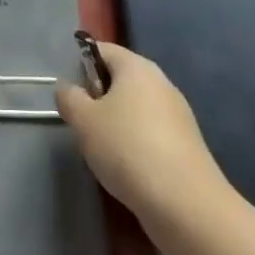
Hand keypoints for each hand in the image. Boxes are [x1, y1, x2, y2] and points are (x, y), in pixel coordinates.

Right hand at [56, 42, 225, 225]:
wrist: (185, 204)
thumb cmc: (127, 149)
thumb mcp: (84, 121)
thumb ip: (69, 98)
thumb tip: (67, 88)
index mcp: (137, 66)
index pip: (102, 50)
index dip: (80, 65)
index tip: (70, 94)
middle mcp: (161, 82)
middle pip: (120, 79)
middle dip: (98, 98)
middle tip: (83, 124)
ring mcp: (178, 113)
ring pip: (136, 108)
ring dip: (116, 123)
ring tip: (103, 150)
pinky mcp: (187, 144)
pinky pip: (152, 132)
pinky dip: (136, 143)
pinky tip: (128, 168)